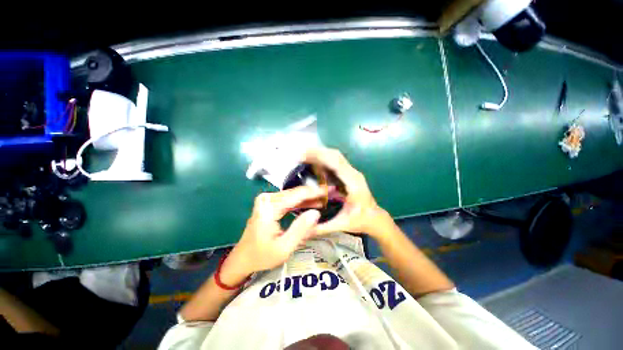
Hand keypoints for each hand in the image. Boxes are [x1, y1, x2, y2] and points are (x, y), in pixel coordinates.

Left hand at [224, 186, 327, 279]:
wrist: (243, 258)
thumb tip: (316, 213)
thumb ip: (300, 230)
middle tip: (331, 193)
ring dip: (309, 197)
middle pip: (295, 192)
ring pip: (293, 195)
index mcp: (269, 207)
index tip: (330, 190)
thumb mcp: (284, 248)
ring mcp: (268, 200)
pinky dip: (301, 202)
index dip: (315, 192)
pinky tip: (313, 203)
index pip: (297, 195)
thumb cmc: (262, 256)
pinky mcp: (270, 204)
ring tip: (325, 198)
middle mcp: (268, 198)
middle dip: (314, 193)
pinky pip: (289, 200)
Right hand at [302, 147, 392, 237]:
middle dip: (318, 152)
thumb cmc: (361, 221)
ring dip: (321, 154)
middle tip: (301, 154)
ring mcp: (352, 173)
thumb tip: (304, 228)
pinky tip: (314, 163)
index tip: (304, 155)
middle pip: (336, 155)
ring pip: (336, 157)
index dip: (320, 156)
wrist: (375, 218)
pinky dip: (325, 160)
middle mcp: (353, 174)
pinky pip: (336, 163)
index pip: (336, 164)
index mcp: (353, 183)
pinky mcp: (349, 175)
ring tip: (305, 156)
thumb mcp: (341, 225)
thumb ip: (322, 227)